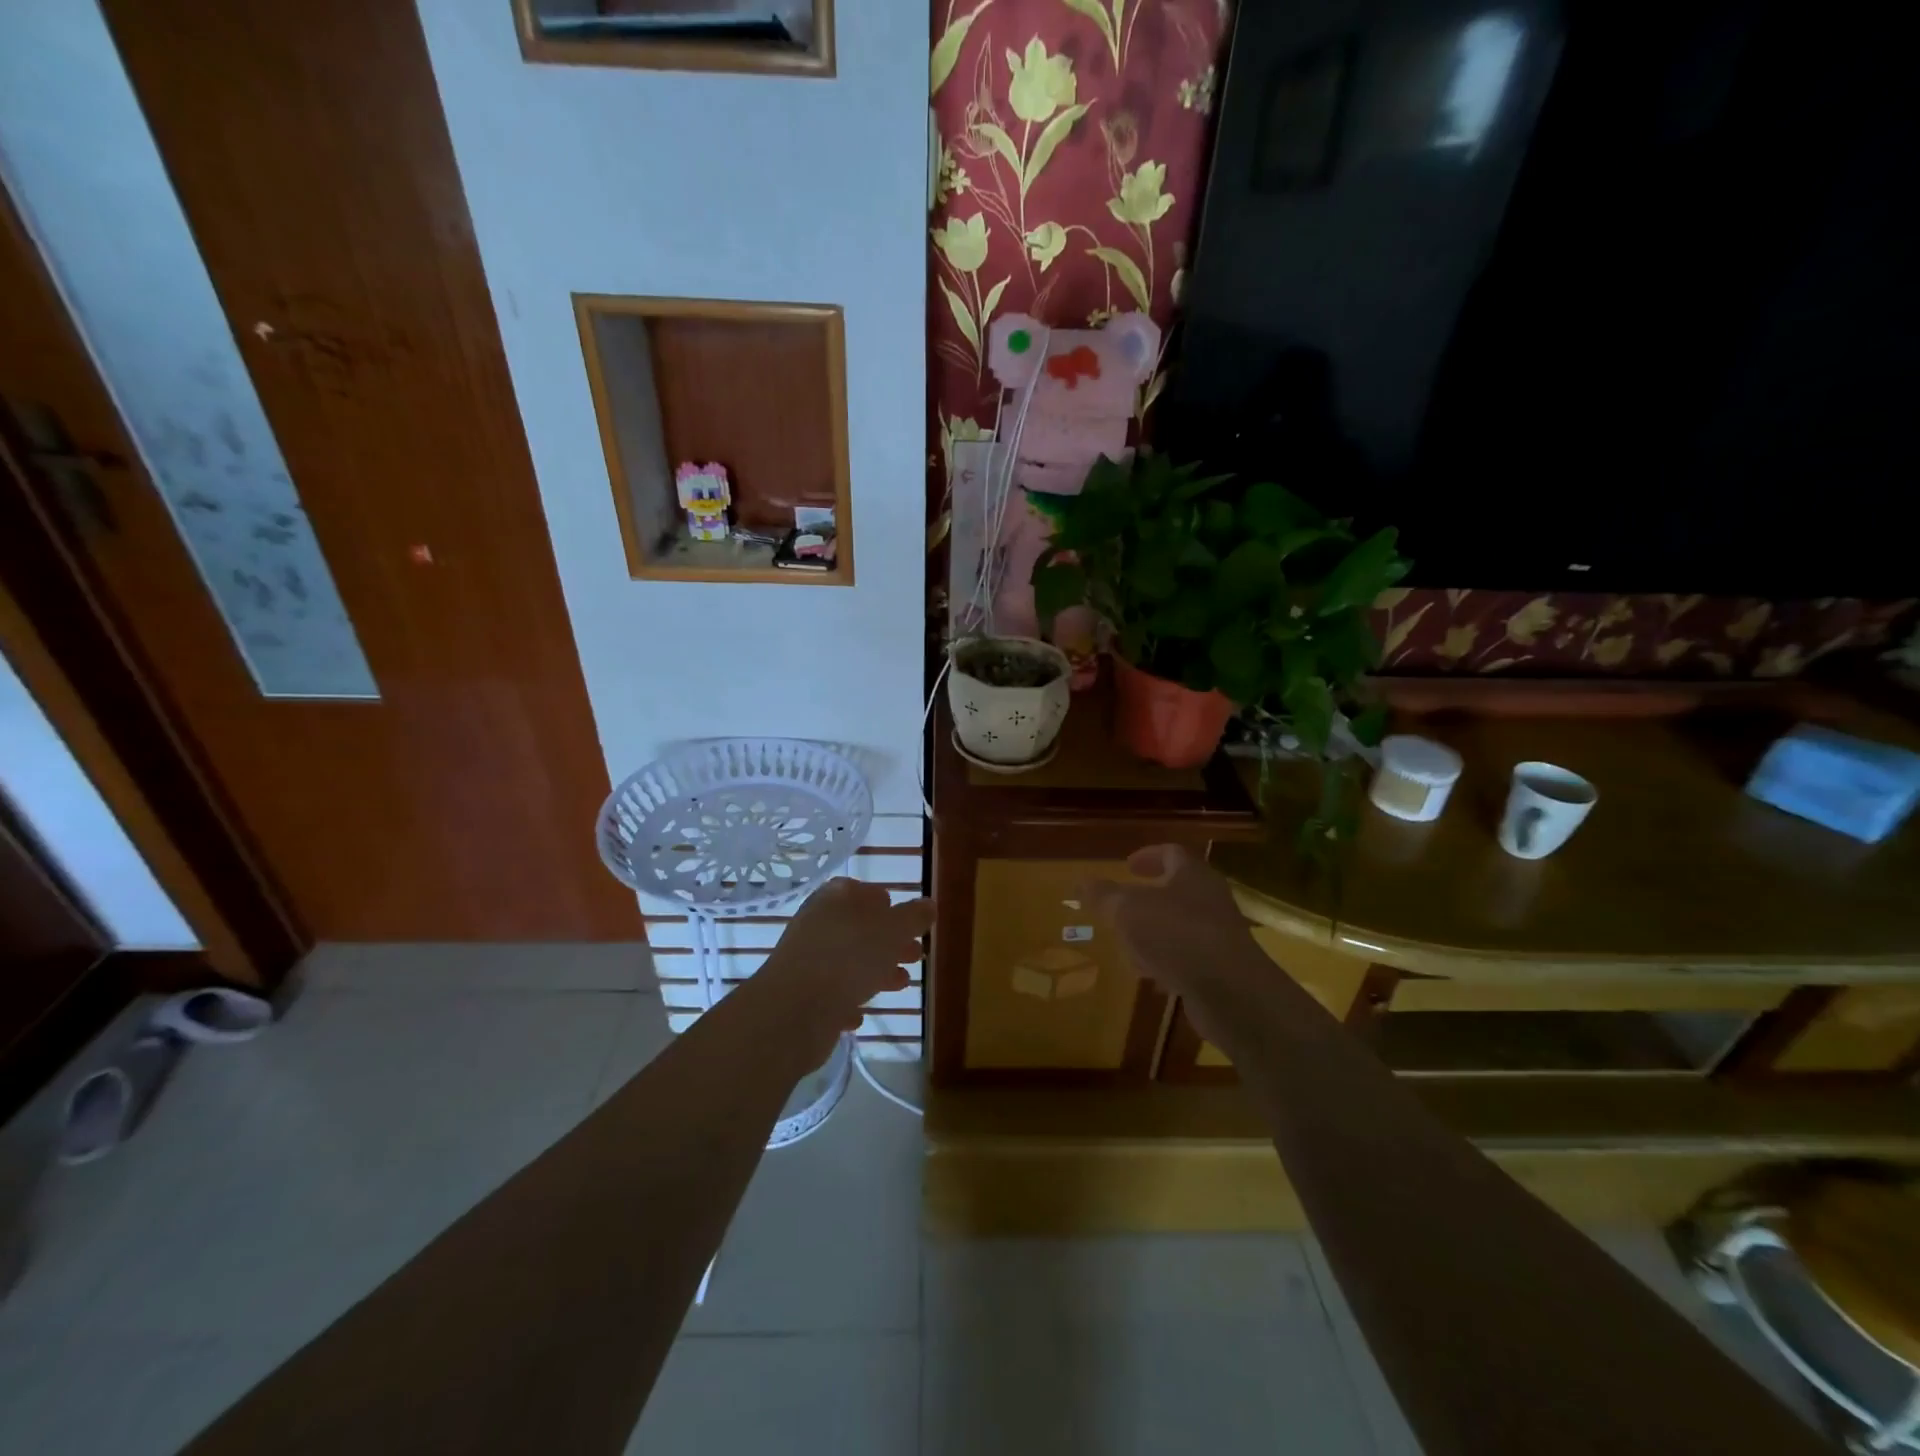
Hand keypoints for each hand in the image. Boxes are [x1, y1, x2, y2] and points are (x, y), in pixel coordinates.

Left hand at [755, 879, 933, 1057]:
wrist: (794, 1012)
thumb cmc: (849, 959)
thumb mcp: (893, 930)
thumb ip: (914, 916)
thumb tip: (928, 904)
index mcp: (836, 899)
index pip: (862, 891)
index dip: (887, 903)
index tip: (909, 921)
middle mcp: (817, 924)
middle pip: (859, 928)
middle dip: (889, 941)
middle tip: (915, 954)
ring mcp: (807, 960)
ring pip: (847, 961)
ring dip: (875, 971)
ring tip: (901, 984)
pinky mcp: (801, 995)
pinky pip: (831, 994)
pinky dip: (849, 1000)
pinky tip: (862, 1013)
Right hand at [1080, 845, 1269, 1044]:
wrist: (1231, 992)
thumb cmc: (1176, 935)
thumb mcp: (1128, 910)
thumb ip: (1104, 895)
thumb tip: (1081, 881)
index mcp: (1192, 875)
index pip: (1171, 853)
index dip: (1148, 856)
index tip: (1128, 866)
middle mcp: (1210, 899)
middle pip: (1178, 890)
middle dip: (1148, 898)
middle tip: (1123, 907)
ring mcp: (1219, 935)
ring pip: (1181, 926)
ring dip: (1155, 933)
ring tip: (1129, 947)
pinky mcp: (1221, 968)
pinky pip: (1189, 957)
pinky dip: (1168, 962)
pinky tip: (1151, 978)